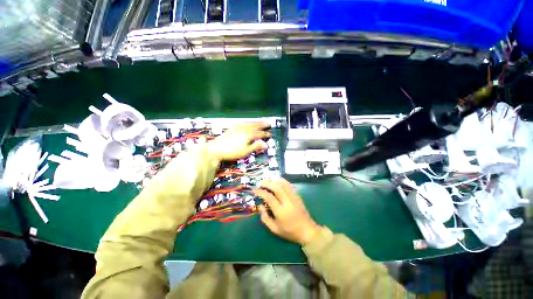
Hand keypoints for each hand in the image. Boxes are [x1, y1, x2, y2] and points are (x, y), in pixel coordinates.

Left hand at [209, 123, 270, 160]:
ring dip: (256, 122)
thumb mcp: (245, 151)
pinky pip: (243, 123)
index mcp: (248, 135)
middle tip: (268, 123)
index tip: (270, 134)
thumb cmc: (232, 152)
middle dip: (262, 124)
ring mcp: (238, 128)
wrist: (216, 149)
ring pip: (249, 123)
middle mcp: (244, 129)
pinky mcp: (233, 128)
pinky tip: (247, 123)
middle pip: (255, 126)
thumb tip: (265, 144)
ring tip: (260, 121)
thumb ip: (255, 146)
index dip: (265, 134)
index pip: (259, 134)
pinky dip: (248, 122)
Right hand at [254, 179, 320, 244]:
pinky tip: (276, 182)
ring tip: (267, 181)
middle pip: (277, 187)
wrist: (307, 230)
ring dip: (274, 181)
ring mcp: (294, 197)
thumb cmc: (289, 231)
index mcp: (281, 212)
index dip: (261, 192)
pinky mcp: (297, 195)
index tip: (255, 190)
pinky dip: (282, 181)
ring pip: (283, 184)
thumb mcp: (274, 229)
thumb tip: (259, 205)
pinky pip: (289, 185)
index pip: (269, 198)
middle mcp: (288, 202)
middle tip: (260, 183)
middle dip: (267, 183)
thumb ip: (265, 217)